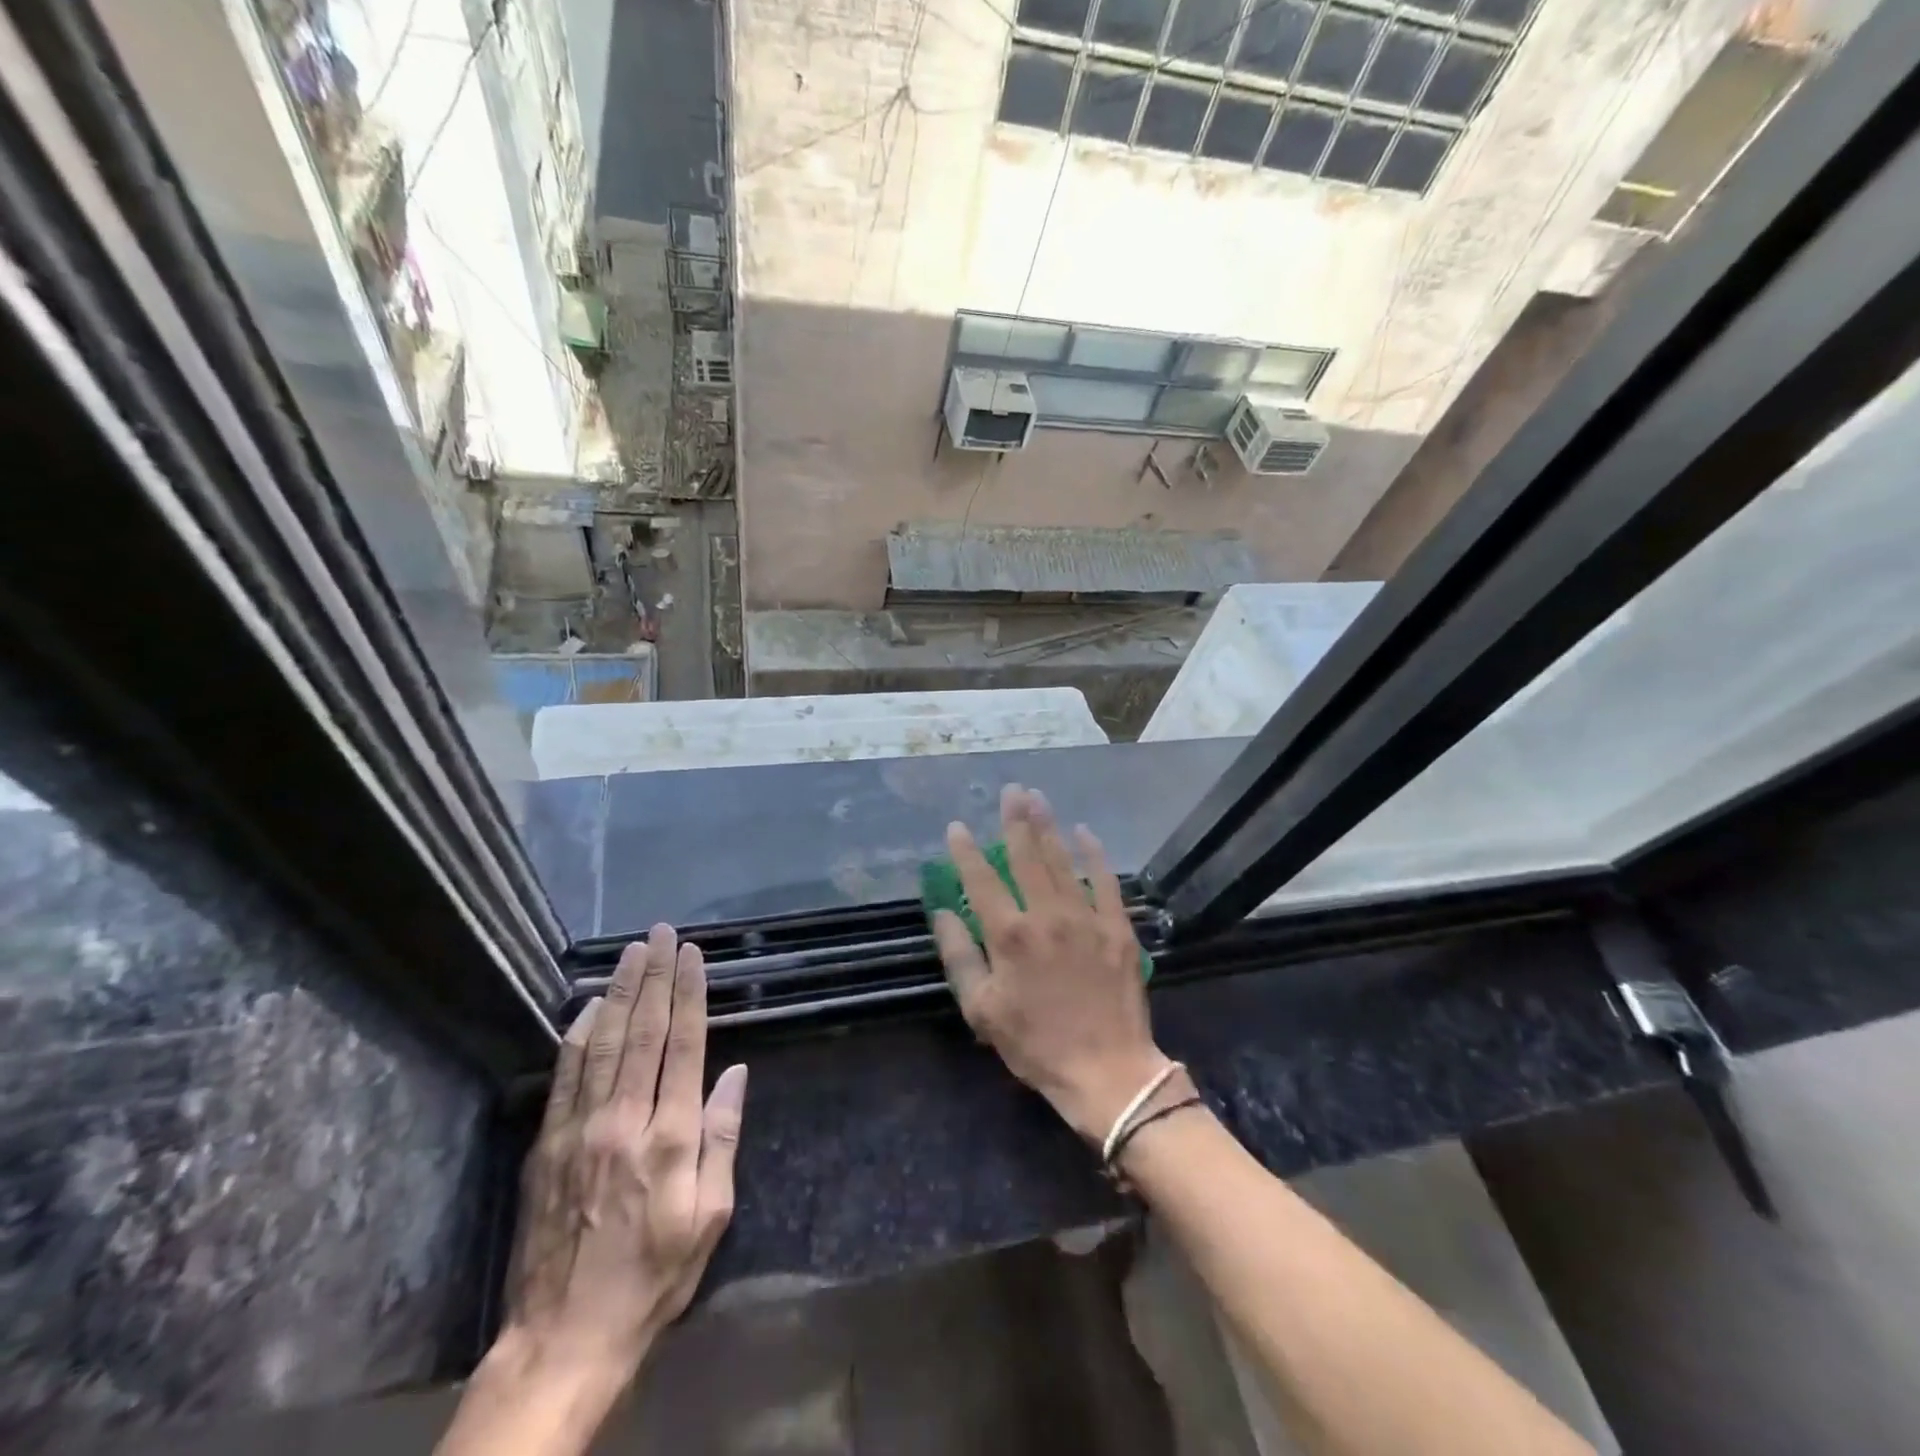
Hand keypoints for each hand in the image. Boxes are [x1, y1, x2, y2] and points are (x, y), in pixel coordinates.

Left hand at [483, 925, 747, 1427]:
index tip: (692, 955)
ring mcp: (579, 1131)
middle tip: (661, 933)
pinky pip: (566, 1077)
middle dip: (656, 978)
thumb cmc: (654, 1276)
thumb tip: (735, 1074)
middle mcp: (625, 1121)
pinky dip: (579, 1035)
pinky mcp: (547, 1146)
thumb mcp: (711, 1217)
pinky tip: (590, 1007)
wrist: (564, 1337)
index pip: (685, 1046)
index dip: (690, 995)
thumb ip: (723, 1139)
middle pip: (644, 1033)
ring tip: (631, 953)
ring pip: (603, 1044)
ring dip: (620, 993)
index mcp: (670, 1138)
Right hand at [932, 784, 1169, 1142]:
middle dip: (1015, 820)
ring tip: (1037, 797)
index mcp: (1009, 936)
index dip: (966, 851)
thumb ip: (959, 957)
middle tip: (1010, 791)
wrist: (1106, 1071)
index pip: (981, 881)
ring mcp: (1085, 918)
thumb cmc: (1035, 1044)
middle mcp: (1046, 916)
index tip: (958, 826)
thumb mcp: (982, 1009)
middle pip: (1026, 857)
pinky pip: (1105, 881)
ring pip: (1062, 861)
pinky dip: (1094, 854)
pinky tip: (1084, 832)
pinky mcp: (1116, 927)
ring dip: (1048, 827)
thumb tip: (943, 913)